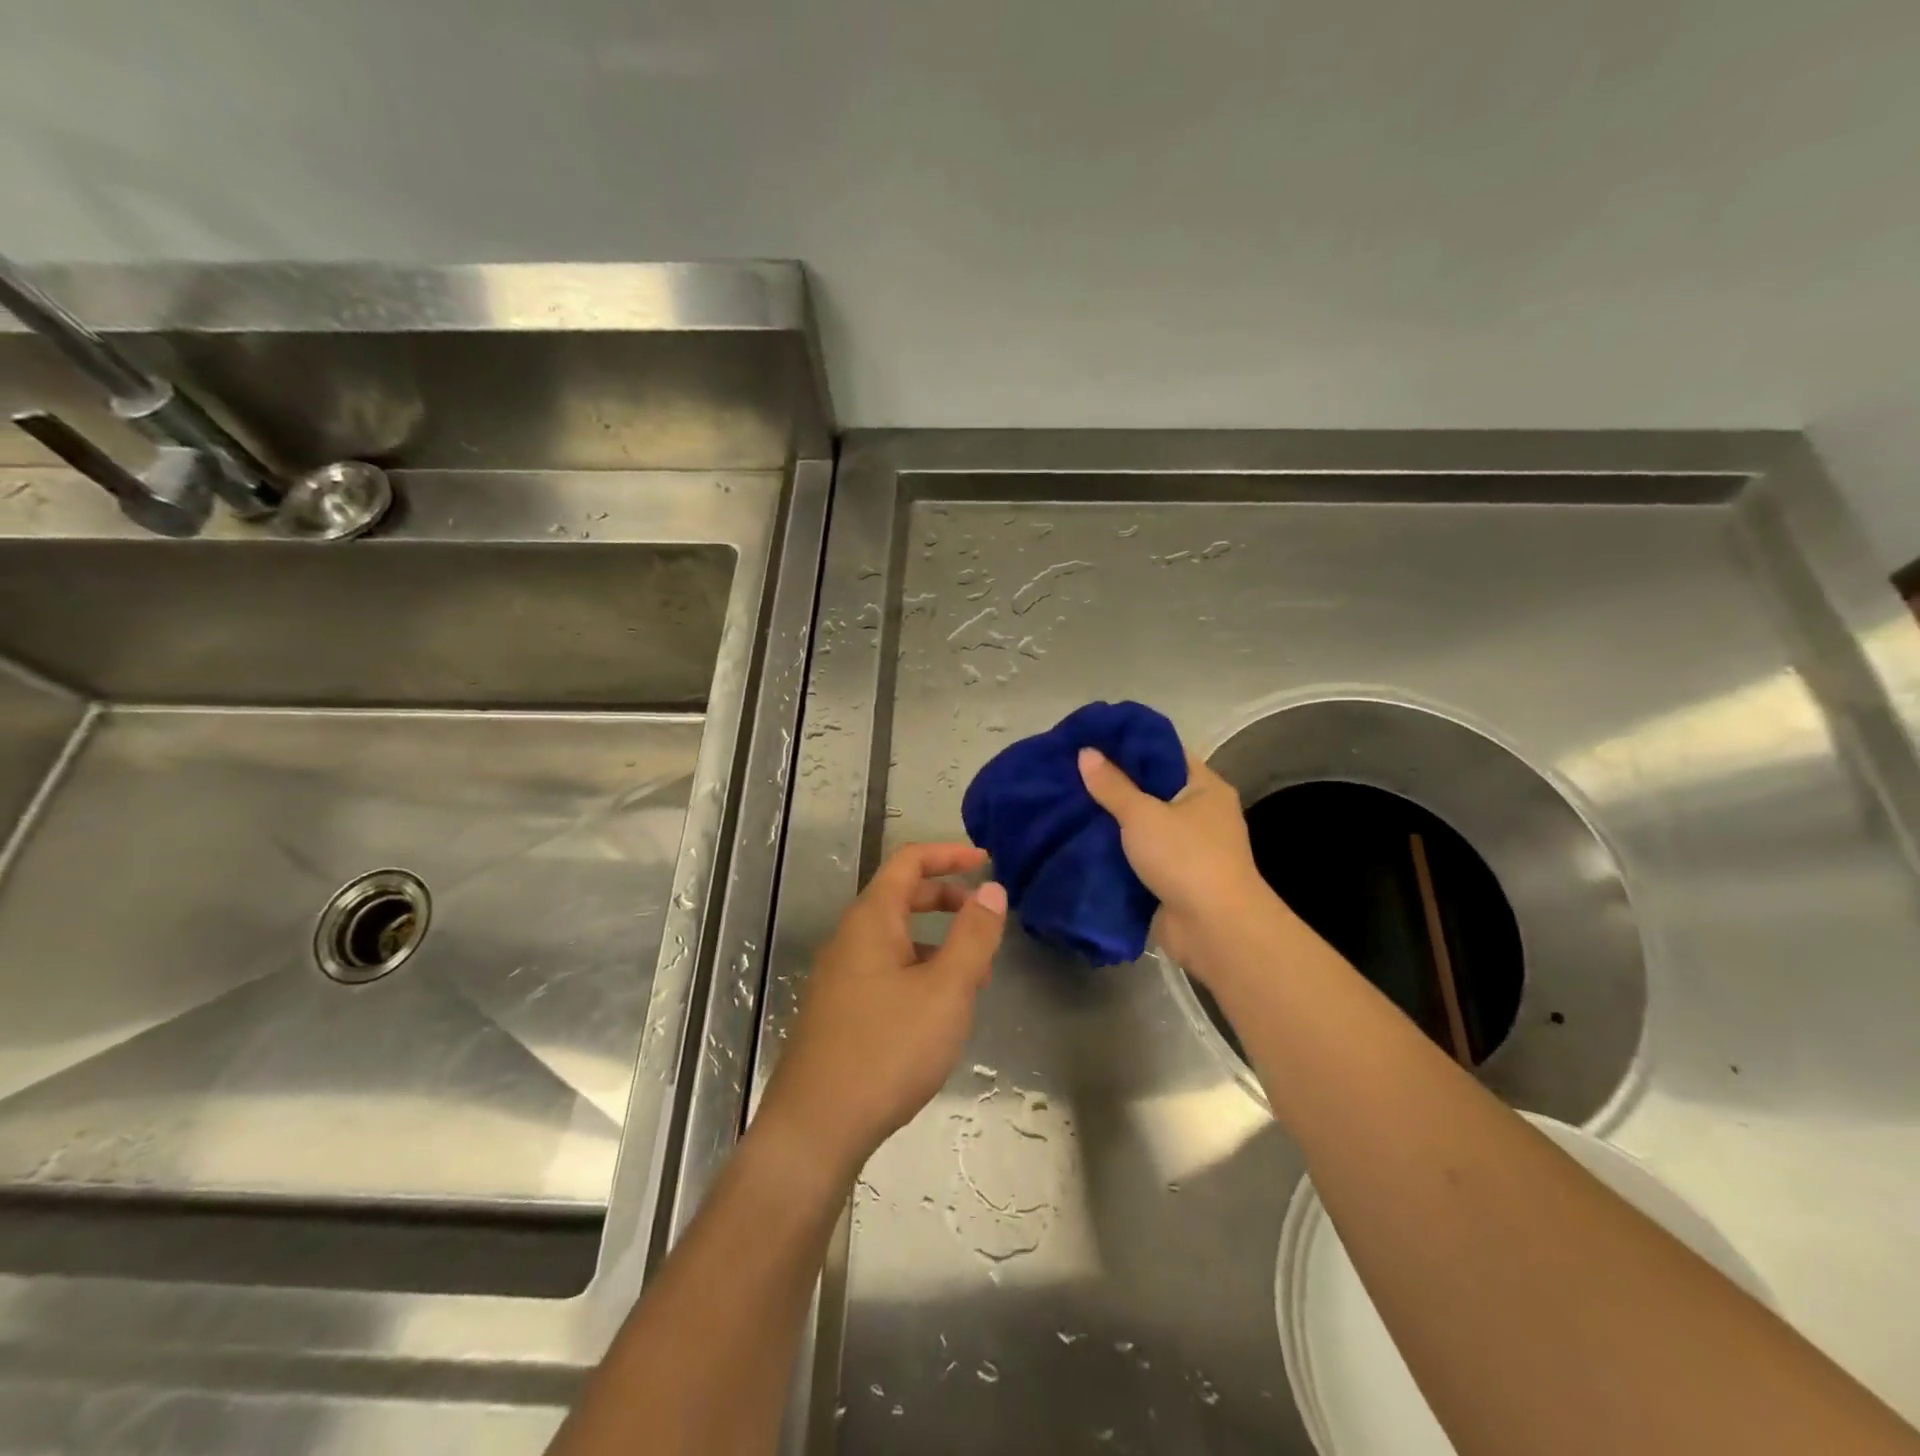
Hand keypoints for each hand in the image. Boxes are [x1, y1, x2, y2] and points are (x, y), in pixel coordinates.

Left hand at [757, 843, 1006, 1177]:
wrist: (814, 1128)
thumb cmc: (886, 1049)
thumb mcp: (945, 990)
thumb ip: (973, 935)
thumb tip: (992, 889)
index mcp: (871, 919)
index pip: (908, 861)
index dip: (948, 854)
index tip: (987, 861)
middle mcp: (850, 938)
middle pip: (901, 896)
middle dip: (947, 898)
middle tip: (986, 919)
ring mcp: (840, 975)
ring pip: (895, 937)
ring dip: (936, 940)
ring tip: (974, 974)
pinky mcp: (839, 1009)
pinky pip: (885, 969)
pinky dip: (918, 969)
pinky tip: (938, 1009)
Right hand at [1078, 745, 1275, 980]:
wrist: (1214, 930)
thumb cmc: (1186, 858)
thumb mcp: (1143, 814)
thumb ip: (1112, 785)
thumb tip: (1085, 752)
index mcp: (1204, 787)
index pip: (1164, 752)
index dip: (1128, 744)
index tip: (1090, 738)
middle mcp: (1198, 814)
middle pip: (1149, 789)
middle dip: (1111, 783)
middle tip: (1069, 770)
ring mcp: (1185, 849)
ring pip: (1139, 824)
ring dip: (1108, 819)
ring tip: (1065, 801)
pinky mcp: (1169, 878)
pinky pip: (1135, 855)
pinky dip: (1111, 850)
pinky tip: (1076, 839)